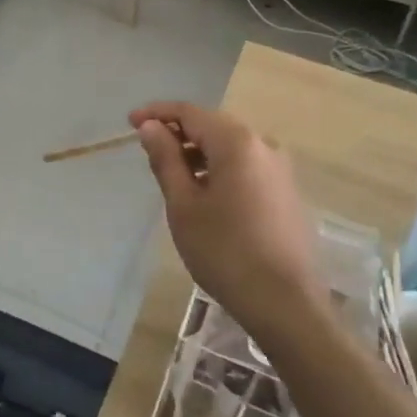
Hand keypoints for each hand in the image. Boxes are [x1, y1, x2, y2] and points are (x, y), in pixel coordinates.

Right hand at [127, 102, 320, 336]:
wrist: (286, 303)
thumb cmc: (225, 251)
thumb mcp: (183, 205)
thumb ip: (166, 159)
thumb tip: (150, 127)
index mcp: (237, 142)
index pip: (190, 112)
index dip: (157, 113)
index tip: (130, 123)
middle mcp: (263, 145)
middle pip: (212, 126)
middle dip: (178, 133)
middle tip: (148, 152)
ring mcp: (280, 169)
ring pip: (230, 147)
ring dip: (198, 153)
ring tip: (173, 176)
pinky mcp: (286, 191)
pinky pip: (246, 166)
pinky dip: (220, 168)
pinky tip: (205, 194)